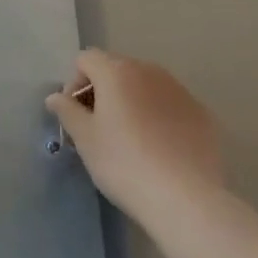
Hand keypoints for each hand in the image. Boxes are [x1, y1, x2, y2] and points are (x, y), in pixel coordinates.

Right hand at [45, 49, 221, 220]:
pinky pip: (170, 105)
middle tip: (97, 129)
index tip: (74, 116)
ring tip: (129, 139)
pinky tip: (158, 149)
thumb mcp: (85, 139)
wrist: (186, 198)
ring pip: (145, 87)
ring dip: (131, 103)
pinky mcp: (202, 114)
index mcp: (117, 72)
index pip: (85, 59)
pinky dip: (158, 117)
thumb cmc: (124, 163)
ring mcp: (180, 91)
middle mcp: (150, 71)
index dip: (73, 83)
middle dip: (102, 92)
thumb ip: (67, 111)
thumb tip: (55, 97)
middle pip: (116, 69)